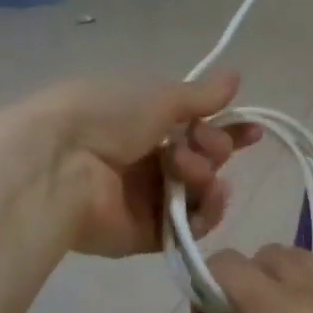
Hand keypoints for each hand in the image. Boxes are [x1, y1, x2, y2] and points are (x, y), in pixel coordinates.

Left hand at [41, 73, 260, 258]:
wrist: (60, 163)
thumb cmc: (106, 116)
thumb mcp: (158, 97)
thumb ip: (201, 96)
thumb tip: (236, 76)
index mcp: (144, 126)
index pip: (197, 129)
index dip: (227, 130)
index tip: (253, 130)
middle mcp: (147, 163)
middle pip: (203, 162)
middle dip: (214, 149)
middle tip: (200, 141)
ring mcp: (146, 201)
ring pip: (200, 194)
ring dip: (206, 176)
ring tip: (188, 169)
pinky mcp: (146, 235)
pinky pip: (190, 228)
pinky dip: (206, 211)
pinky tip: (208, 195)